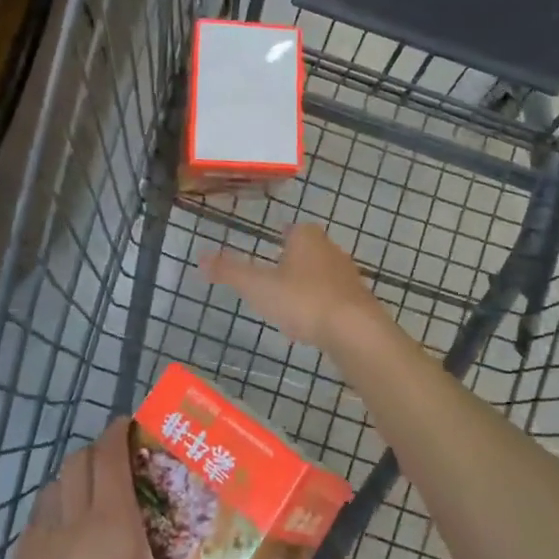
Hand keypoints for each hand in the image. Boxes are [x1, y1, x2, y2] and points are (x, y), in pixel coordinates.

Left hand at [0, 420, 264, 558]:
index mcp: (110, 523)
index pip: (108, 453)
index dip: (120, 431)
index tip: (138, 426)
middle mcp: (72, 519)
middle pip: (79, 460)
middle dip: (101, 450)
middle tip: (128, 462)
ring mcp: (40, 541)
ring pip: (56, 483)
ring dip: (76, 477)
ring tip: (99, 494)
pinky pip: (40, 514)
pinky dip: (56, 506)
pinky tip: (70, 537)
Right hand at [201, 224, 381, 349]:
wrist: (355, 330)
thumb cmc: (303, 300)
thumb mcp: (259, 286)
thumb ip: (230, 271)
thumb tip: (200, 257)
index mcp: (307, 237)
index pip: (293, 228)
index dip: (281, 237)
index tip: (269, 251)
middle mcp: (331, 249)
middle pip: (309, 250)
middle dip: (294, 261)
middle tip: (274, 278)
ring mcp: (348, 275)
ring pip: (322, 274)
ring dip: (308, 285)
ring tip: (289, 304)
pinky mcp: (359, 301)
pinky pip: (334, 298)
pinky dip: (321, 306)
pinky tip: (311, 324)